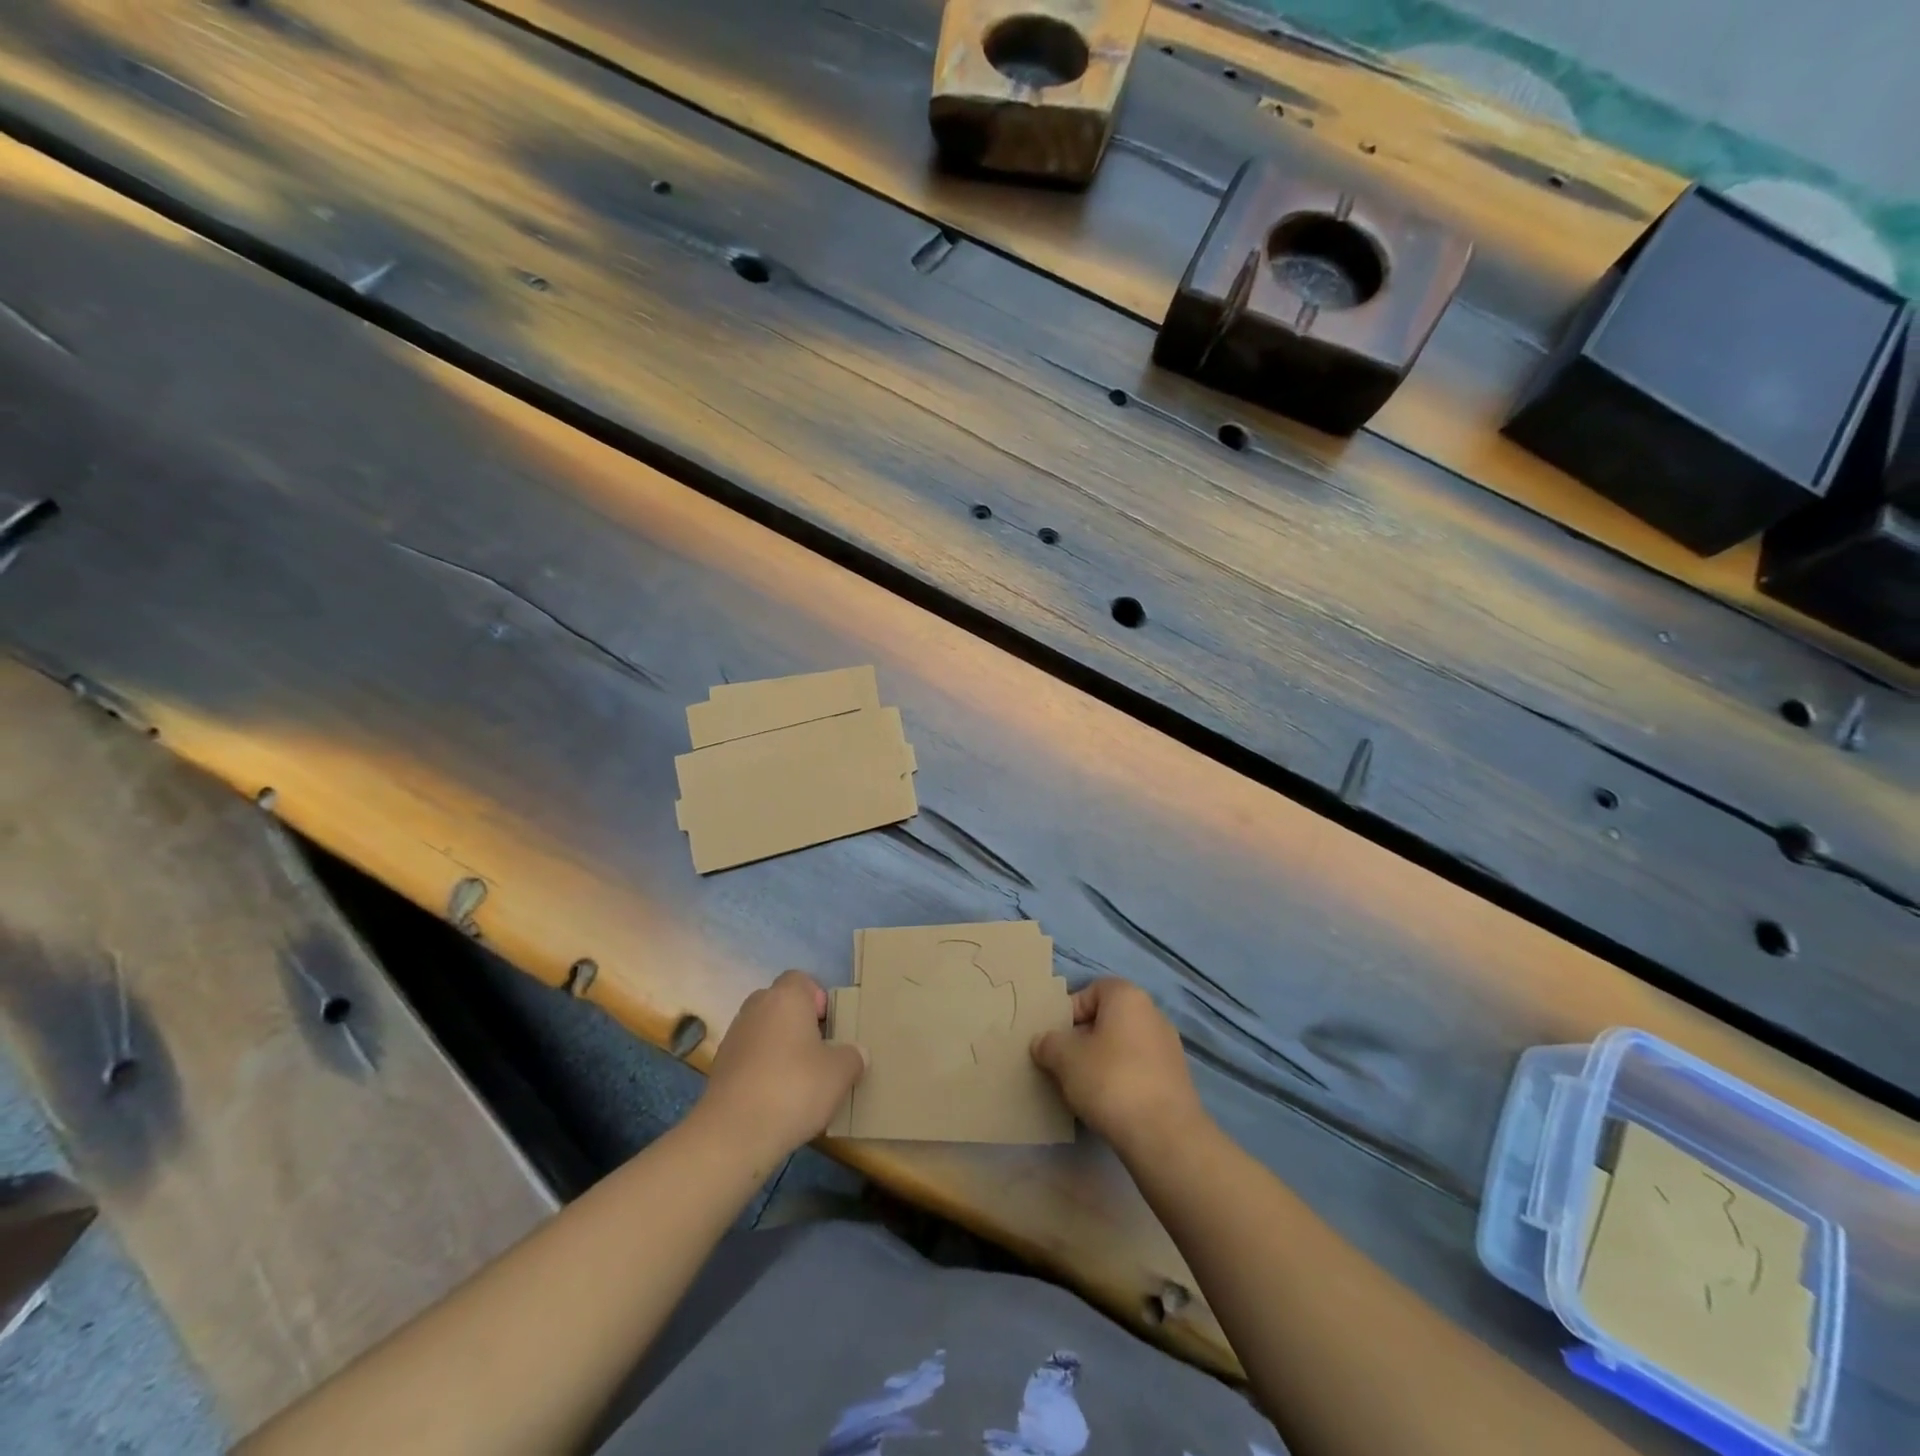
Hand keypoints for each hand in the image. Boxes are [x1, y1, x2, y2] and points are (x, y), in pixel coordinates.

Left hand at [699, 970, 866, 1162]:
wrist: (734, 1132)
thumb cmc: (794, 1088)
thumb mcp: (840, 1073)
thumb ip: (852, 1056)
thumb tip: (856, 1053)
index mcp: (786, 998)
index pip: (801, 980)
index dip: (818, 999)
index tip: (829, 1028)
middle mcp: (756, 1007)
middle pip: (780, 1004)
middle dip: (798, 1023)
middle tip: (818, 1052)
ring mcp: (733, 1036)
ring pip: (763, 1030)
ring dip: (779, 1046)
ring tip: (797, 1079)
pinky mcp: (719, 1066)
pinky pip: (748, 1056)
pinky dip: (761, 1069)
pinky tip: (775, 1098)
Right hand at [1032, 979, 1205, 1159]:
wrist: (1164, 1136)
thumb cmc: (1110, 1080)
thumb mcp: (1064, 1058)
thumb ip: (1048, 1043)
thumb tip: (1043, 1043)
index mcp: (1128, 997)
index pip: (1091, 991)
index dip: (1069, 1012)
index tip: (1055, 1039)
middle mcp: (1153, 1014)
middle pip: (1107, 1019)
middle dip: (1083, 1040)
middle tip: (1063, 1065)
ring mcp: (1168, 1048)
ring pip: (1122, 1047)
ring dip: (1101, 1063)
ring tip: (1082, 1089)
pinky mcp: (1176, 1080)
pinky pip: (1138, 1070)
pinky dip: (1121, 1081)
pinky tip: (1108, 1105)